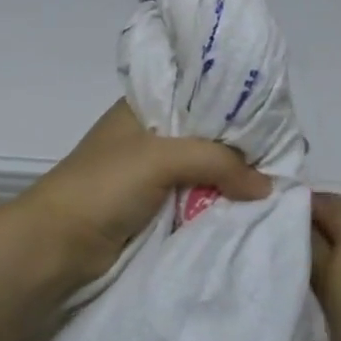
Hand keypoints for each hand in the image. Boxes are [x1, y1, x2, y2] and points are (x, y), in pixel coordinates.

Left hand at [12, 100, 270, 290]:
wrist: (57, 245)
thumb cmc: (104, 186)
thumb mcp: (161, 158)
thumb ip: (217, 161)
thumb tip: (267, 186)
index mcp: (144, 107)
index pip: (199, 94)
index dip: (235, 105)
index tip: (275, 118)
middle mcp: (149, 135)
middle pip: (206, 136)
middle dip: (239, 148)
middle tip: (283, 157)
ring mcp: (149, 174)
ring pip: (203, 171)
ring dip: (230, 181)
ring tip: (274, 185)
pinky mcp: (152, 208)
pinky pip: (194, 200)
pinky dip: (216, 204)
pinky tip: (247, 208)